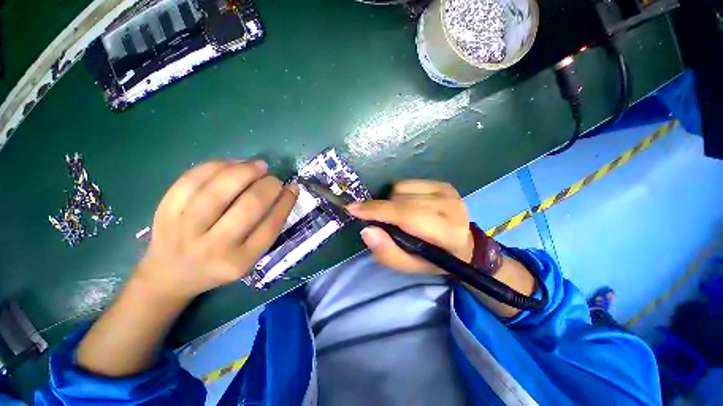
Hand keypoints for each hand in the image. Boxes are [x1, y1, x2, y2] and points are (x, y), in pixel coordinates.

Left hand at [135, 161, 297, 298]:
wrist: (170, 274)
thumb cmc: (218, 264)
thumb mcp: (249, 258)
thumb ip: (267, 228)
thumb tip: (286, 192)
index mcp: (239, 262)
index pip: (270, 226)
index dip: (285, 202)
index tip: (292, 187)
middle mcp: (213, 247)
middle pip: (248, 207)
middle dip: (268, 186)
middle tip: (274, 179)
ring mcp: (184, 229)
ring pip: (218, 191)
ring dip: (244, 171)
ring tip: (258, 166)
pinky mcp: (164, 212)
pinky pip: (190, 181)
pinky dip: (216, 166)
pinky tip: (232, 164)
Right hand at [347, 180, 473, 274]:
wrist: (463, 245)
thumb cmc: (434, 259)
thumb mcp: (410, 266)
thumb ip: (388, 252)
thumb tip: (367, 230)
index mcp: (446, 233)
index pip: (405, 215)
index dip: (377, 210)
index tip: (353, 209)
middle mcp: (450, 207)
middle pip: (400, 200)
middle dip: (381, 209)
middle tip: (377, 221)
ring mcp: (448, 192)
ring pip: (401, 189)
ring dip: (391, 202)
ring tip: (398, 216)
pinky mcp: (443, 184)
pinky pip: (407, 183)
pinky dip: (399, 194)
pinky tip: (407, 205)